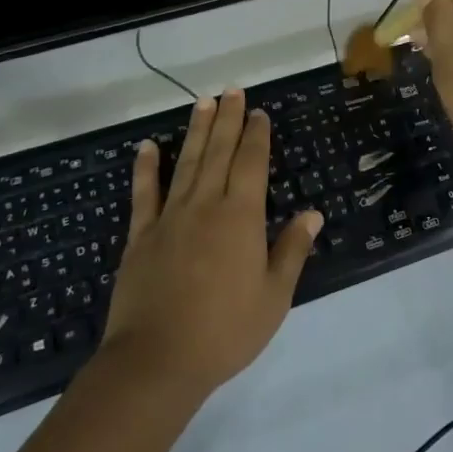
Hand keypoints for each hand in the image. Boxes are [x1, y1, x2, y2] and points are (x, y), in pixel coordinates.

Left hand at [99, 87, 320, 399]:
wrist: (157, 361)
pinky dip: (146, 168)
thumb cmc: (225, 331)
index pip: (251, 164)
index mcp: (241, 218)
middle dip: (227, 120)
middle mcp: (205, 206)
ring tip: (202, 103)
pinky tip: (147, 147)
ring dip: (195, 131)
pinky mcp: (141, 237)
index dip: (256, 136)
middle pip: (218, 153)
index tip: (258, 112)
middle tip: (231, 90)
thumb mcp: (274, 297)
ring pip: (185, 163)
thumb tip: (312, 213)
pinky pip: (144, 194)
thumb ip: (291, 251)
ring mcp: (169, 218)